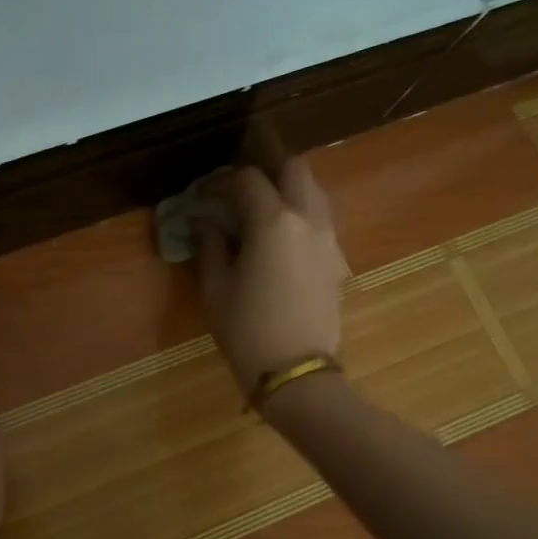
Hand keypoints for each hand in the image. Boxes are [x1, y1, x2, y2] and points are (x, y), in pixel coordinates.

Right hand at [195, 159, 348, 394]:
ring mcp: (328, 239)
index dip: (219, 181)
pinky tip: (279, 236)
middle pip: (294, 169)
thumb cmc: (246, 329)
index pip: (247, 180)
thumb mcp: (216, 286)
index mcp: (273, 222)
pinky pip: (321, 219)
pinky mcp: (337, 260)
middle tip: (238, 185)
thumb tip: (203, 219)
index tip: (200, 195)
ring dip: (286, 188)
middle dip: (265, 167)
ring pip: (313, 191)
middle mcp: (307, 219)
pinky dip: (299, 213)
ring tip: (259, 206)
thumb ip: (210, 243)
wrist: (296, 371)